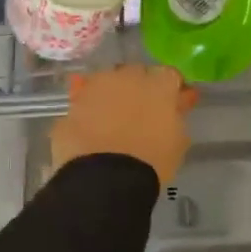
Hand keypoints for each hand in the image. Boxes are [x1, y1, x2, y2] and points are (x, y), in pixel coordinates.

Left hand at [50, 65, 197, 189]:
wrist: (105, 178)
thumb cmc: (152, 161)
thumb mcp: (178, 140)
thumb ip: (177, 116)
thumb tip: (177, 103)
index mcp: (158, 85)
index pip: (170, 75)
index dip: (172, 89)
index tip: (174, 103)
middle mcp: (127, 77)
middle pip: (136, 73)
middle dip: (140, 86)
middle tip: (142, 110)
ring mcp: (96, 88)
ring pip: (106, 82)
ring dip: (112, 94)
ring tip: (113, 118)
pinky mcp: (72, 105)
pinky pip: (84, 101)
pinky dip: (89, 110)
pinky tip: (92, 128)